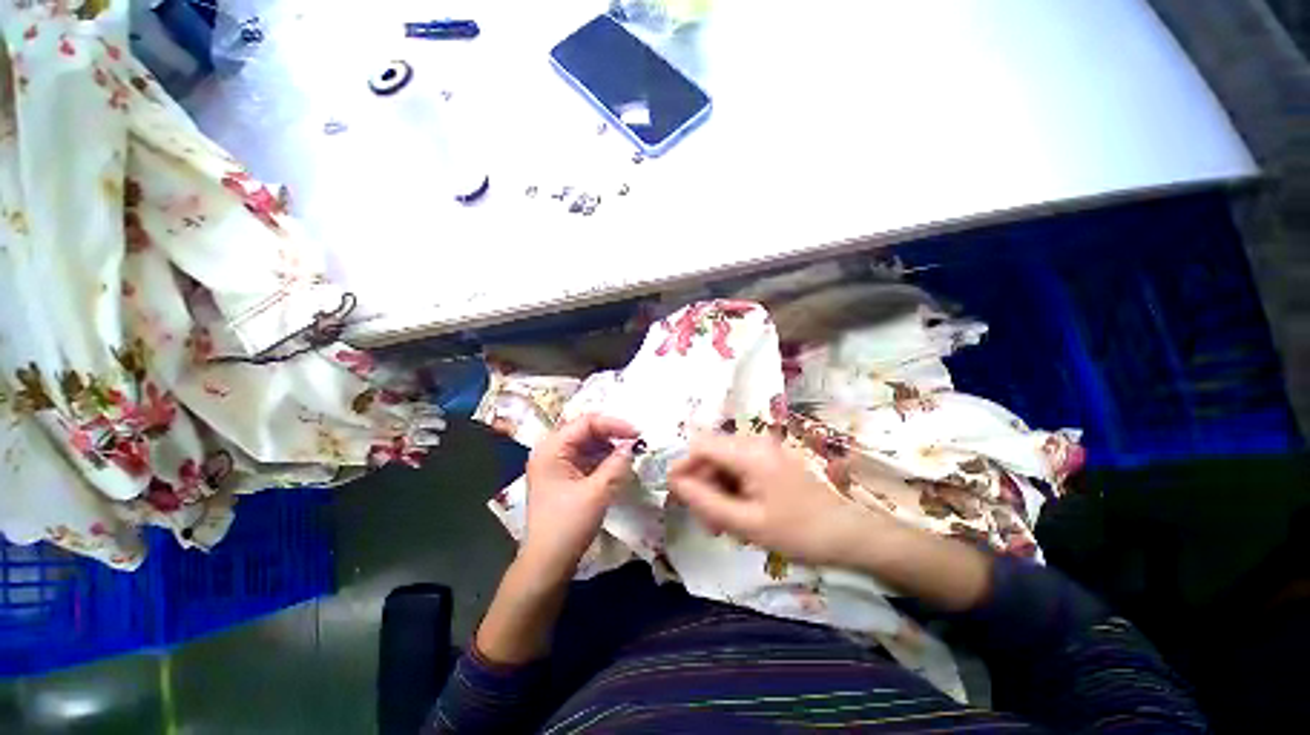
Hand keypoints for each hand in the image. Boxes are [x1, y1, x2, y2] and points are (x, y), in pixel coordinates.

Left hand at [520, 413, 638, 582]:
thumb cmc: (568, 524)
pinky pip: (583, 462)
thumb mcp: (597, 493)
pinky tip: (618, 469)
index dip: (614, 424)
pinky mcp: (560, 482)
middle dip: (611, 435)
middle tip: (638, 444)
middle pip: (583, 431)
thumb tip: (633, 446)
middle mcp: (548, 453)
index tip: (640, 435)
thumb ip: (616, 465)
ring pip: (584, 447)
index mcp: (550, 449)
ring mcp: (553, 467)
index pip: (585, 422)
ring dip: (608, 449)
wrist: (548, 559)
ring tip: (632, 456)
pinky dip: (601, 462)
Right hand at [668, 434, 878, 566]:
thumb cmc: (796, 532)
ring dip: (717, 494)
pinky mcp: (777, 467)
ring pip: (726, 466)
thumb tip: (673, 481)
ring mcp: (770, 455)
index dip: (681, 468)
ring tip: (724, 528)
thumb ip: (705, 501)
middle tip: (708, 525)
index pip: (699, 445)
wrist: (845, 536)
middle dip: (701, 487)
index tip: (676, 500)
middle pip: (712, 455)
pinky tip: (741, 520)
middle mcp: (759, 445)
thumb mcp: (745, 523)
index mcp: (751, 454)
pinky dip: (734, 494)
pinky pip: (743, 473)